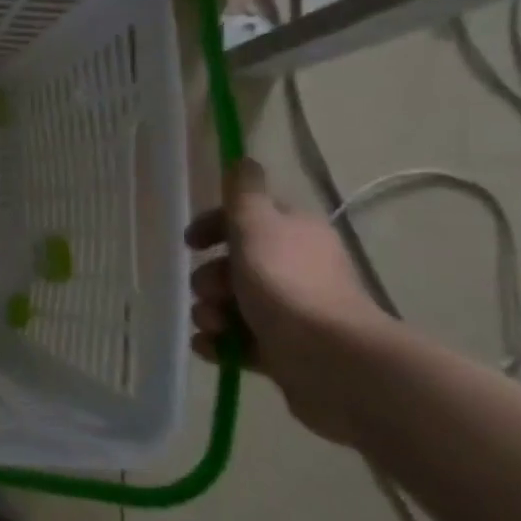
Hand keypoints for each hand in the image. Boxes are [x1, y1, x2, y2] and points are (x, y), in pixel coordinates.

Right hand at [184, 159, 387, 442]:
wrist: (330, 361)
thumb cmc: (287, 285)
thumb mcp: (257, 227)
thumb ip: (244, 194)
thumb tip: (244, 159)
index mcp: (292, 234)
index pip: (246, 219)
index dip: (214, 226)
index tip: (190, 243)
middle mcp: (294, 269)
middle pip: (234, 265)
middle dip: (209, 278)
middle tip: (210, 291)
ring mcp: (290, 313)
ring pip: (231, 304)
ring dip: (209, 312)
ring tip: (213, 324)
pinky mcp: (283, 351)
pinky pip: (237, 340)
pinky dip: (219, 342)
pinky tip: (211, 346)